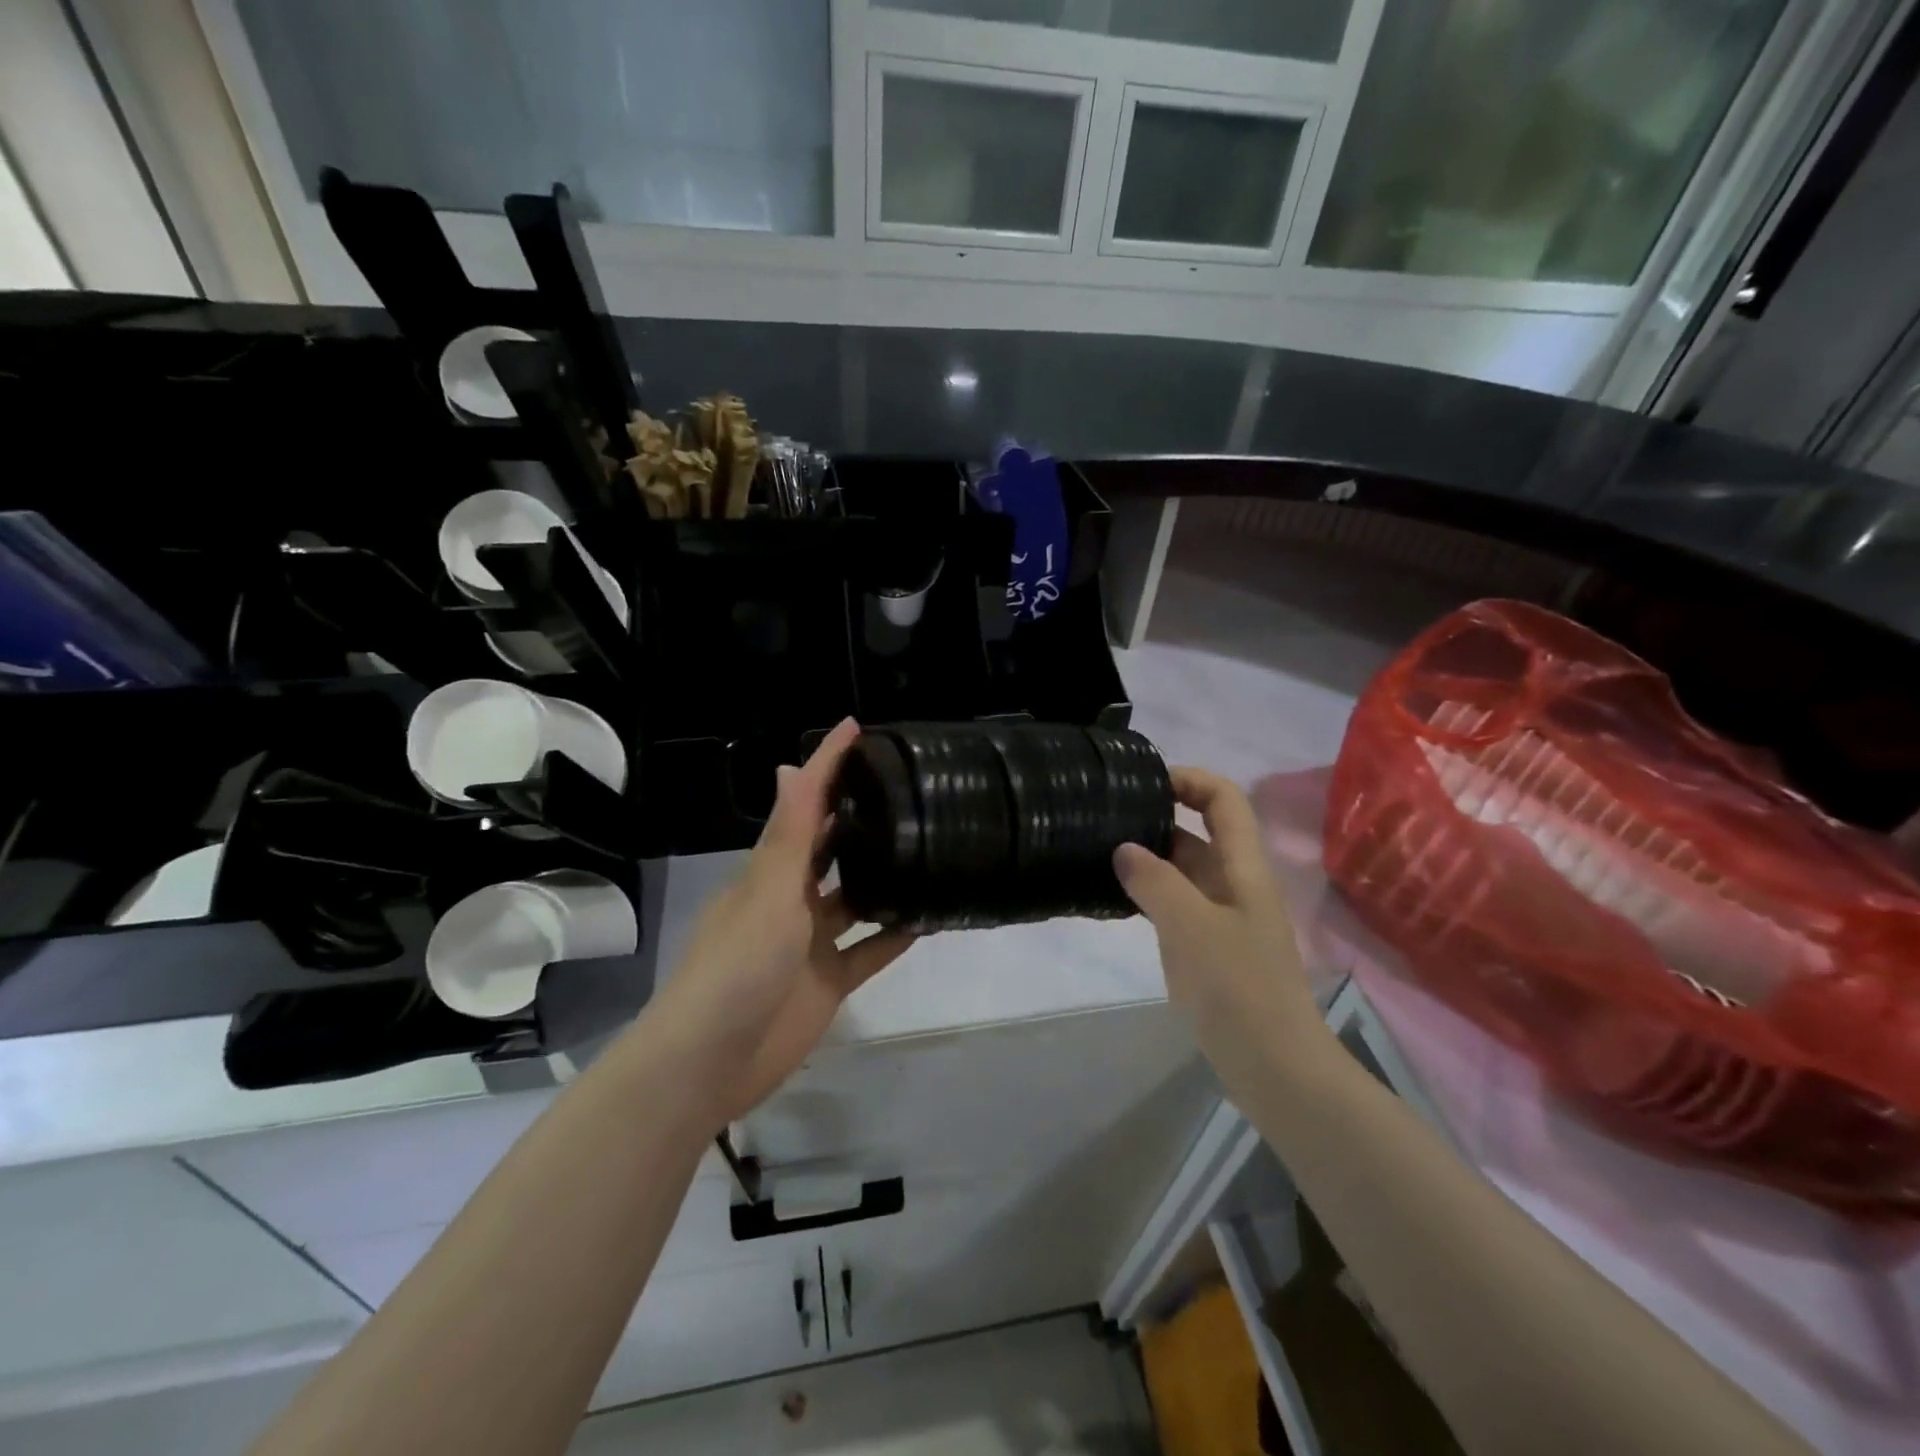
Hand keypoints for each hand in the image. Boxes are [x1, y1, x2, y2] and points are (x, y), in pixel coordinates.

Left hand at [646, 719, 914, 1126]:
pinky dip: (895, 934)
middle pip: (830, 849)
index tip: (858, 729)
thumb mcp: (768, 891)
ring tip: (929, 846)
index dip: (828, 766)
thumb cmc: (737, 965)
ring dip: (884, 877)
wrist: (711, 1061)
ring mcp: (812, 942)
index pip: (803, 805)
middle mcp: (792, 899)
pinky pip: (870, 950)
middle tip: (909, 788)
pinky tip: (929, 916)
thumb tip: (790, 766)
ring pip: (856, 899)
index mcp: (771, 871)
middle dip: (859, 818)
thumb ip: (789, 835)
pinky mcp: (829, 981)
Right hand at [1114, 768, 1326, 1092]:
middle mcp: (1235, 884)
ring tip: (1100, 852)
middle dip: (1159, 817)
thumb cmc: (1238, 987)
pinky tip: (1116, 899)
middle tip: (1107, 818)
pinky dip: (1149, 893)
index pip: (1224, 800)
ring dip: (1150, 858)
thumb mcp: (1191, 926)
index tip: (1144, 783)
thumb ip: (1155, 881)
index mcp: (1244, 868)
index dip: (1190, 779)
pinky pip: (1176, 904)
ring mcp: (1223, 917)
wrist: (1273, 1066)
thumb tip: (1123, 848)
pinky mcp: (1209, 948)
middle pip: (1201, 831)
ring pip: (1185, 870)